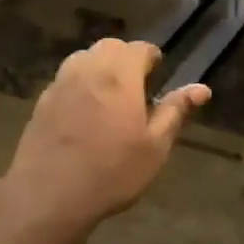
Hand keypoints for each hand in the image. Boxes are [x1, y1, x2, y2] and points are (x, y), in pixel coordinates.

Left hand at [0, 39, 209, 233]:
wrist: (49, 196)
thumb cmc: (113, 172)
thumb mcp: (156, 146)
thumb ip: (176, 112)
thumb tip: (202, 89)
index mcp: (120, 78)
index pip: (139, 48)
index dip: (152, 58)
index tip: (159, 77)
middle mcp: (88, 71)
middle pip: (109, 46)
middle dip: (126, 58)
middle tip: (138, 86)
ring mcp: (60, 85)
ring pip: (83, 58)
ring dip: (100, 66)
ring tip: (111, 96)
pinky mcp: (41, 103)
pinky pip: (65, 79)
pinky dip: (80, 84)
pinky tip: (85, 114)